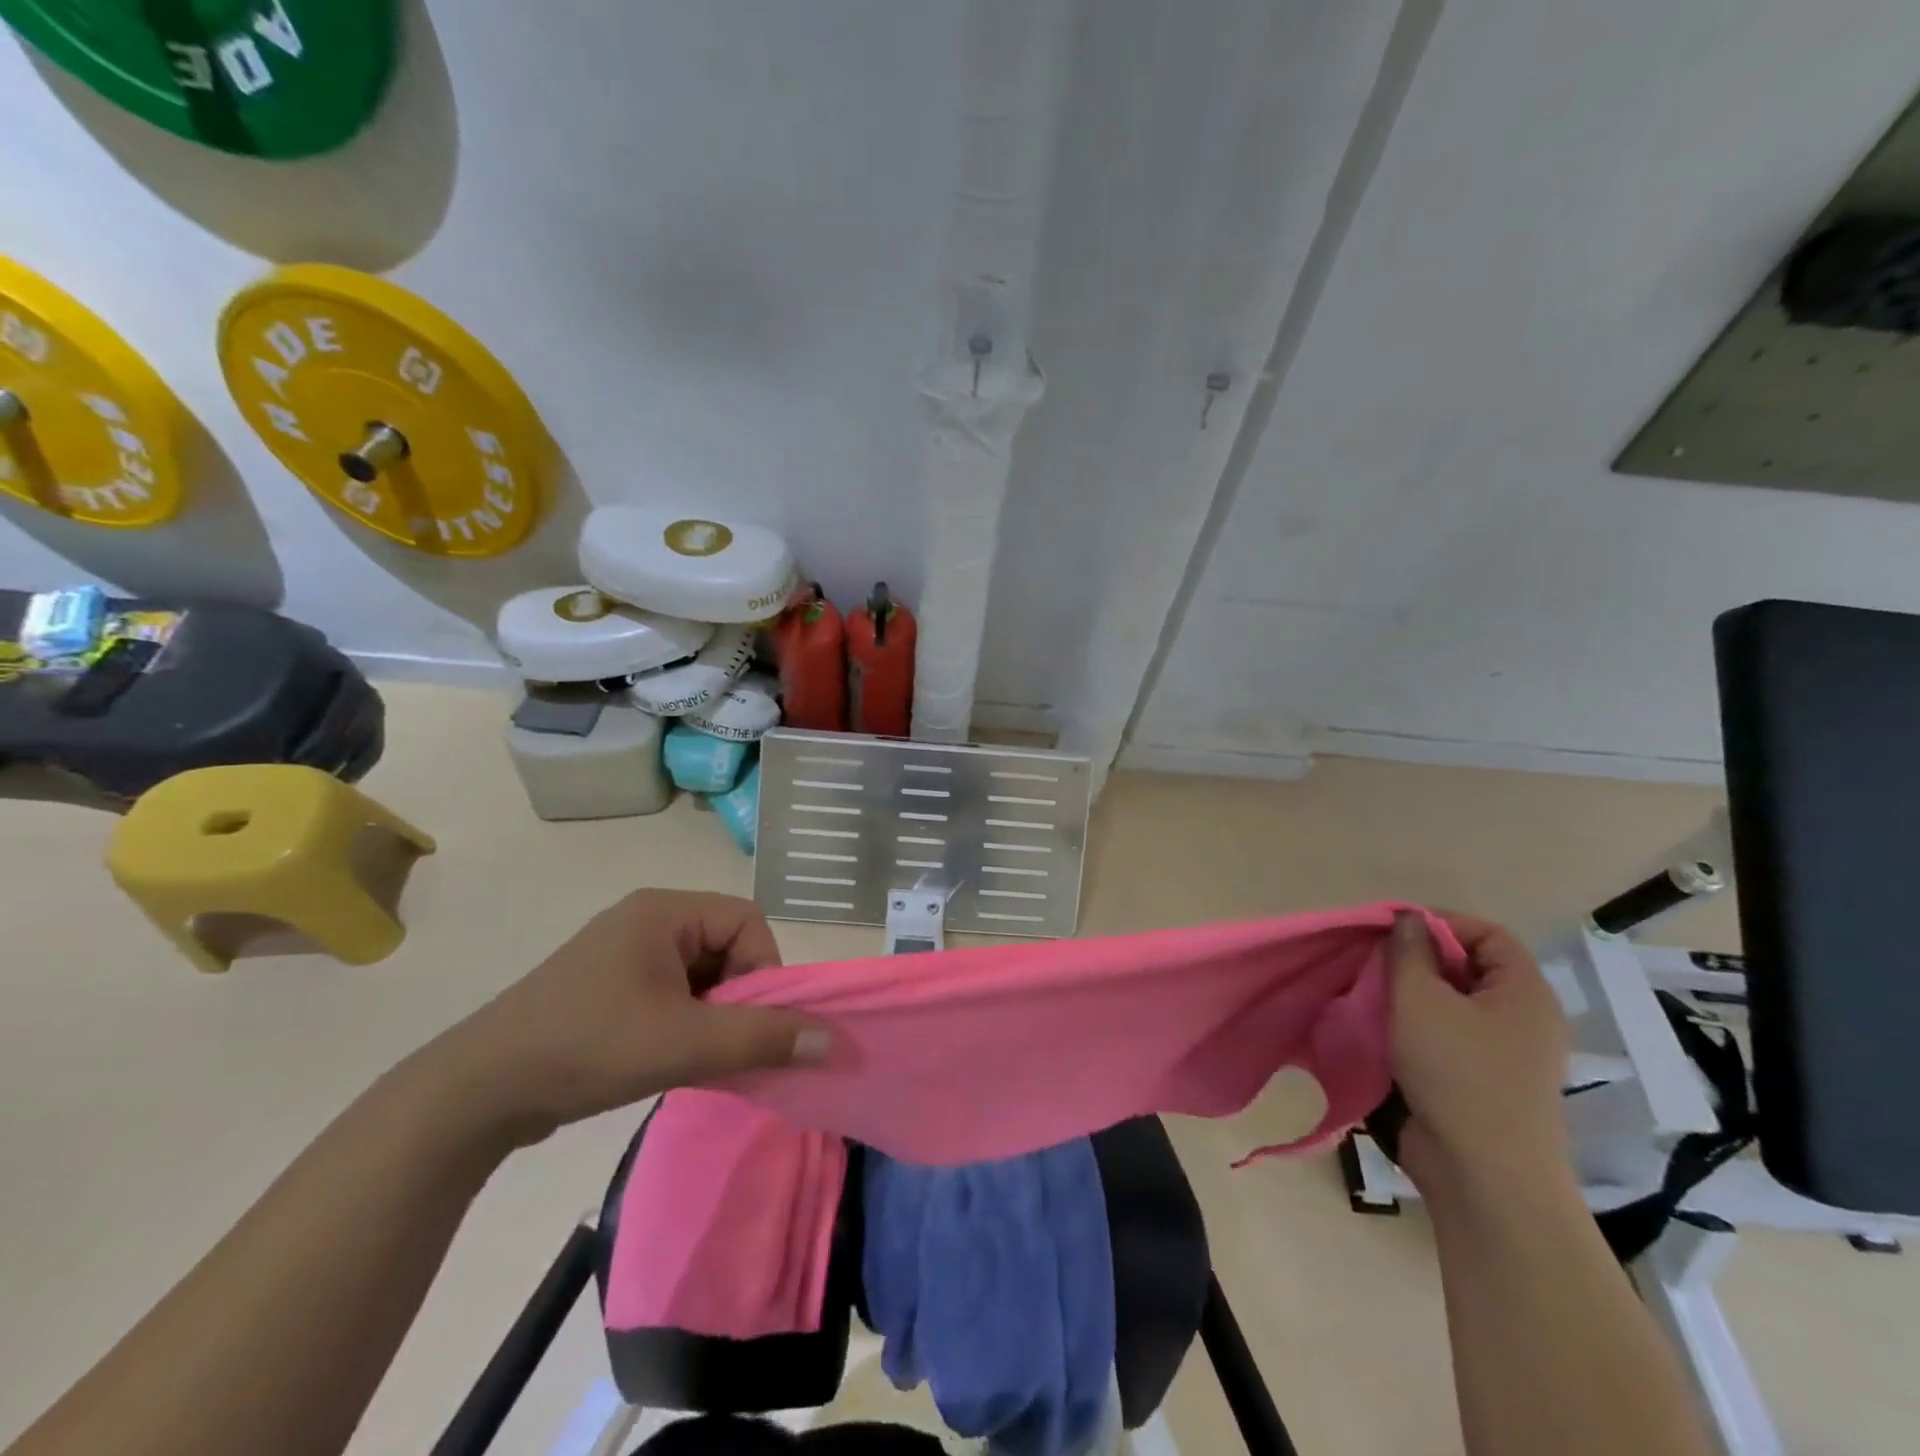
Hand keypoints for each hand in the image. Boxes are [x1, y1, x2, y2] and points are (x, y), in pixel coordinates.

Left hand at [417, 890, 828, 1149]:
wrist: (475, 1093)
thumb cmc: (588, 1048)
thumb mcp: (685, 1043)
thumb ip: (763, 1038)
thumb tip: (831, 1040)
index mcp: (664, 910)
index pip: (747, 921)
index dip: (764, 969)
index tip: (753, 1022)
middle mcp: (646, 919)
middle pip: (726, 946)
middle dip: (738, 997)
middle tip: (725, 1044)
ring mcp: (623, 952)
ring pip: (700, 974)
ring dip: (713, 1015)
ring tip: (699, 1057)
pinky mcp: (608, 986)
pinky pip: (671, 991)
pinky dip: (686, 1022)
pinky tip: (673, 1059)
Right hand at [1386, 909, 1570, 1191]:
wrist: (1483, 1174)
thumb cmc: (1456, 1072)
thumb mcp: (1420, 999)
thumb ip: (1408, 951)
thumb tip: (1408, 921)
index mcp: (1524, 992)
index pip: (1488, 933)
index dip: (1441, 922)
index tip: (1392, 929)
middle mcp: (1524, 1019)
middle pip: (1470, 967)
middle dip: (1420, 959)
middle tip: (1374, 961)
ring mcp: (1507, 1055)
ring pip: (1455, 1004)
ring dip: (1413, 995)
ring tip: (1371, 995)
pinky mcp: (1484, 1083)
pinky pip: (1449, 1037)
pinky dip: (1417, 1027)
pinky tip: (1382, 1032)